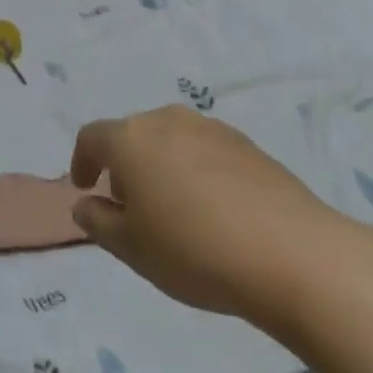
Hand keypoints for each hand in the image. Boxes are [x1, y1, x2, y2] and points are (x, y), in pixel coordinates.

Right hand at [70, 106, 348, 328]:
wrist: (291, 253)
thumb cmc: (194, 250)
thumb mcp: (132, 248)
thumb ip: (99, 222)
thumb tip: (85, 204)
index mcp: (130, 138)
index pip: (92, 137)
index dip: (82, 161)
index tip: (84, 187)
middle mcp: (167, 120)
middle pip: (133, 135)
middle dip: (124, 165)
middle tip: (130, 206)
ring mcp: (211, 128)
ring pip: (170, 140)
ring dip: (161, 166)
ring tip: (173, 210)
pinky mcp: (247, 144)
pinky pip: (205, 151)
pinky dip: (196, 171)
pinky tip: (213, 210)